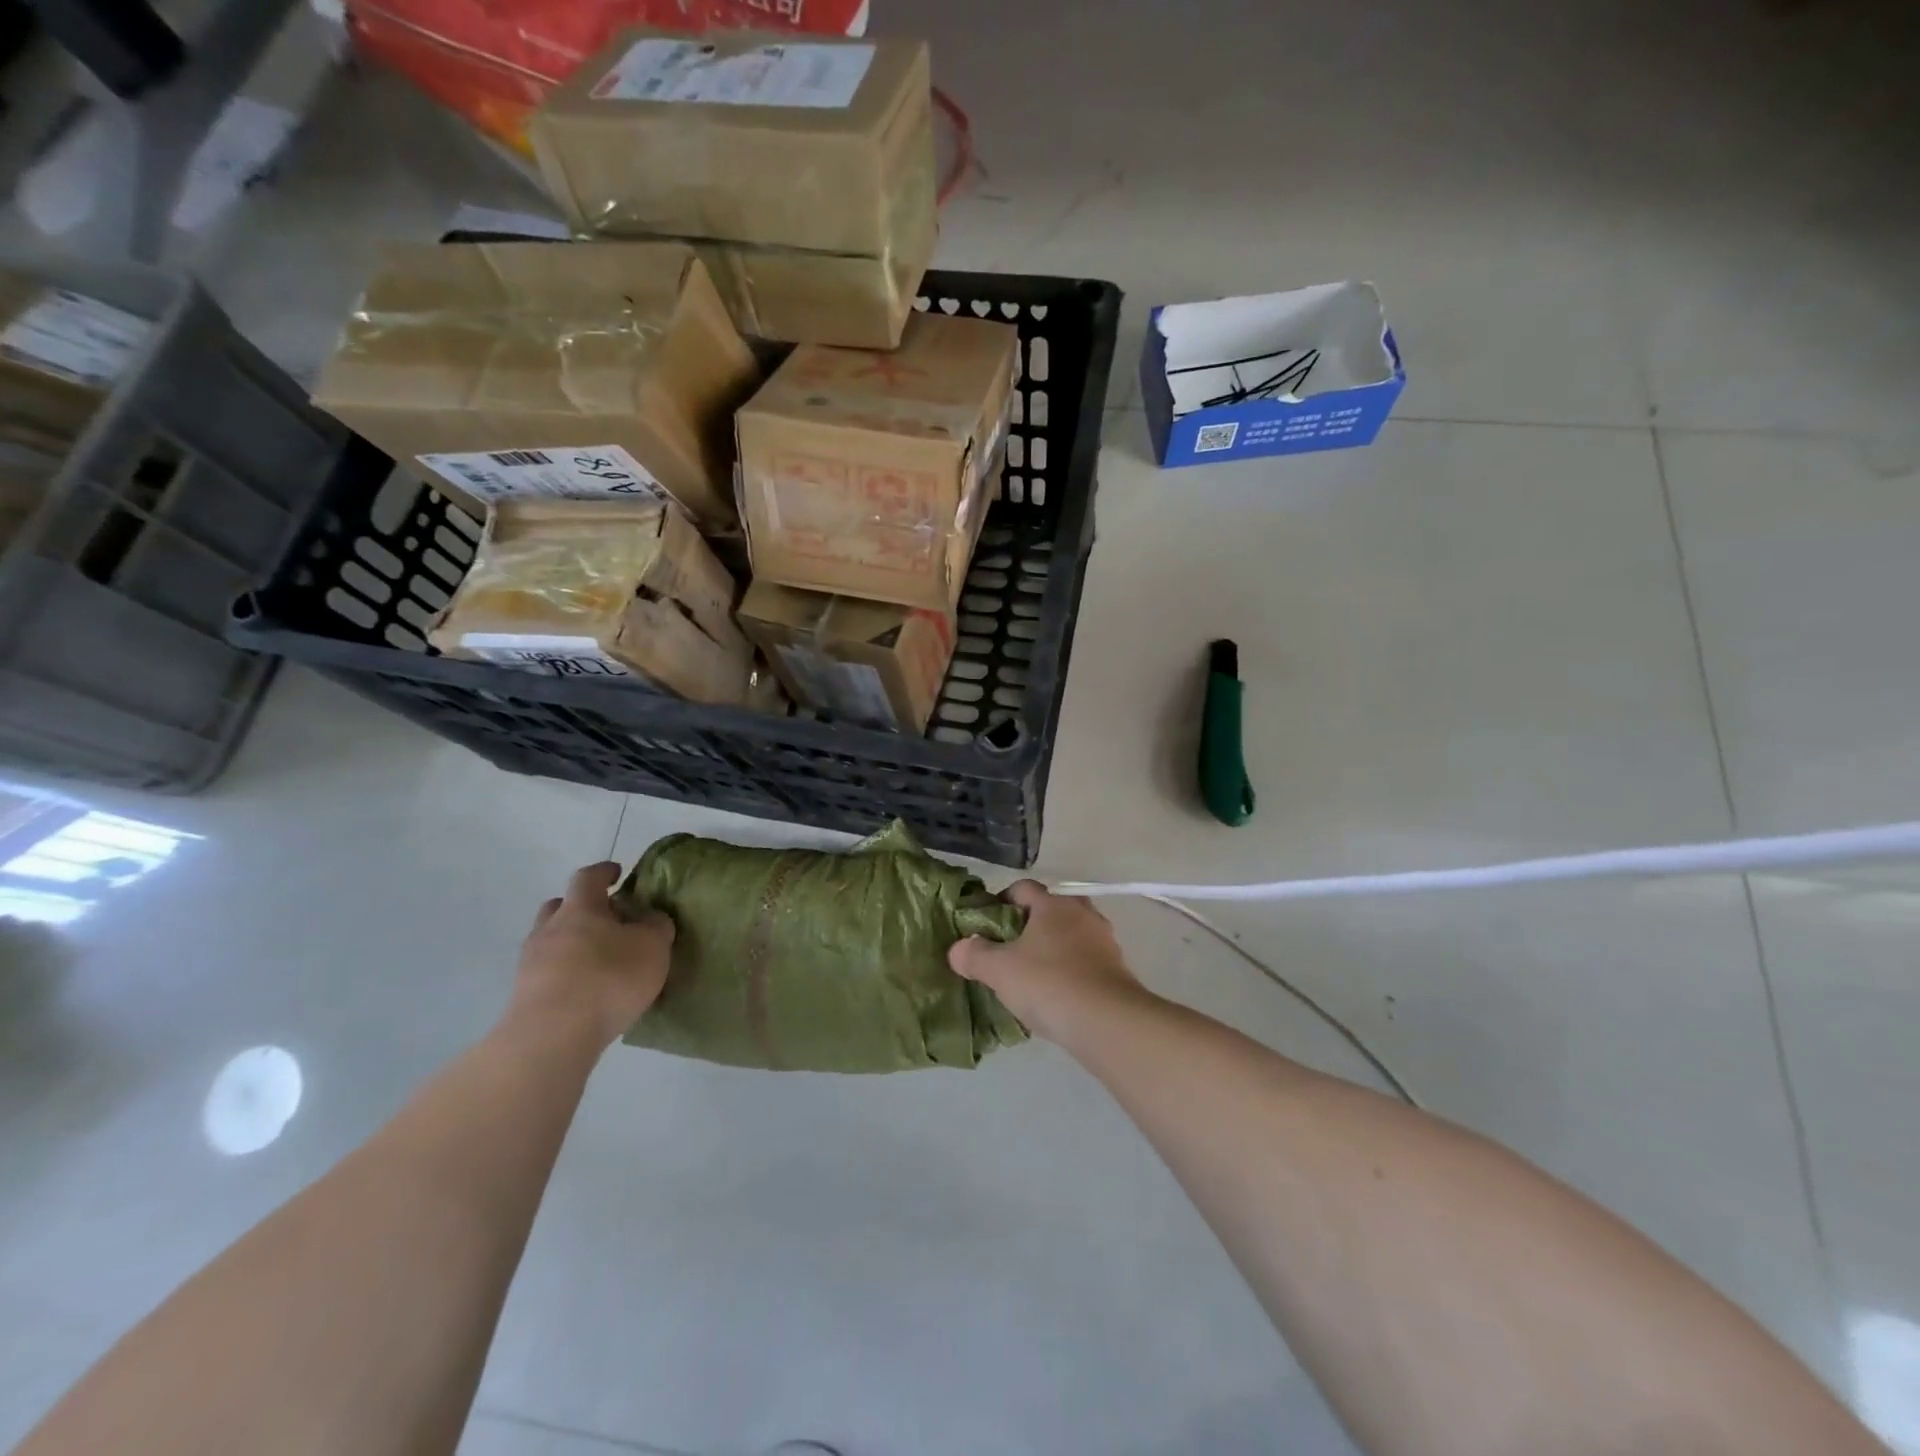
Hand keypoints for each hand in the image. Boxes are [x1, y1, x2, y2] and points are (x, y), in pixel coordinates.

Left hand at [510, 861, 674, 1046]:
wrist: (551, 1037)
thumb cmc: (608, 978)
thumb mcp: (652, 947)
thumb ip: (656, 927)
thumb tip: (650, 919)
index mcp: (580, 909)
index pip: (588, 878)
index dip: (604, 872)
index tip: (617, 873)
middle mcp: (549, 930)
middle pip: (560, 907)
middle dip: (581, 908)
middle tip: (606, 919)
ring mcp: (530, 964)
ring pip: (551, 942)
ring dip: (571, 945)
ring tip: (598, 962)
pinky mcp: (523, 997)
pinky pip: (547, 974)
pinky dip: (565, 975)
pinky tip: (585, 992)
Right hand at [948, 881, 1147, 1044]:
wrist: (1107, 1021)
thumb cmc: (1048, 983)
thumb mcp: (999, 970)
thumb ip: (974, 955)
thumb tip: (958, 948)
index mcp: (1053, 905)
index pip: (1023, 888)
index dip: (1002, 901)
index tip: (988, 923)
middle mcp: (1082, 913)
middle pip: (1051, 909)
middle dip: (1031, 924)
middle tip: (1011, 948)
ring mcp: (1104, 940)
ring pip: (1071, 934)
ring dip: (1054, 948)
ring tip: (1034, 975)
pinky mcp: (1117, 968)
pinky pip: (1086, 960)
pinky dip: (1072, 969)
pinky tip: (1058, 994)